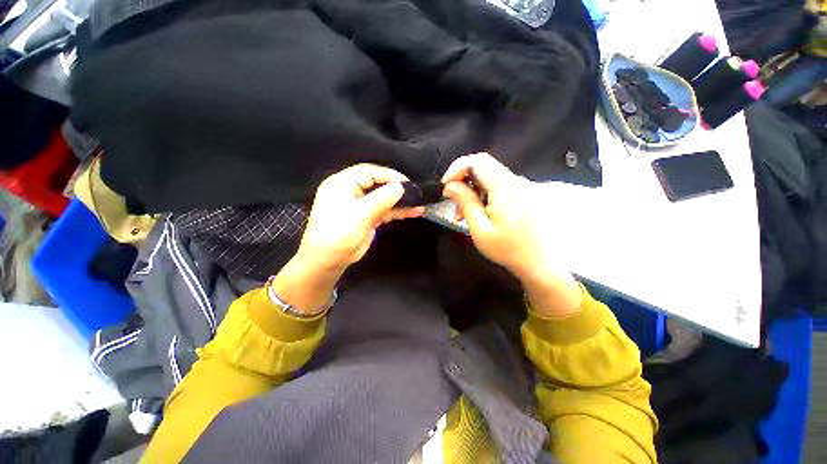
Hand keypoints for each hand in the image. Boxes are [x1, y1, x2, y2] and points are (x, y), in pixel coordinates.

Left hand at [272, 164, 423, 313]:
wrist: (328, 261)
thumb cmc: (338, 233)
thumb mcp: (360, 214)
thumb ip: (381, 199)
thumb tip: (400, 187)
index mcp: (343, 183)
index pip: (369, 172)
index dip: (389, 175)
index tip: (407, 182)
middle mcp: (351, 191)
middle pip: (377, 184)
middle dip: (396, 189)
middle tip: (415, 192)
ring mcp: (360, 205)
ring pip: (383, 199)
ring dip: (400, 202)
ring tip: (419, 204)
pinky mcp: (367, 218)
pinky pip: (384, 211)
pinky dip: (397, 212)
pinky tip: (413, 212)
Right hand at [442, 153, 581, 316]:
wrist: (543, 265)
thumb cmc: (509, 250)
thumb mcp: (481, 229)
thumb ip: (466, 203)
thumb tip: (451, 185)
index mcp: (506, 187)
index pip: (478, 161)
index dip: (457, 168)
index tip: (446, 186)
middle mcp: (517, 182)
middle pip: (484, 169)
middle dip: (464, 183)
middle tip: (454, 206)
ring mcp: (525, 188)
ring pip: (491, 180)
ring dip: (474, 193)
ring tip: (465, 216)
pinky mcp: (527, 196)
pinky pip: (501, 189)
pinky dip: (486, 197)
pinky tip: (482, 215)